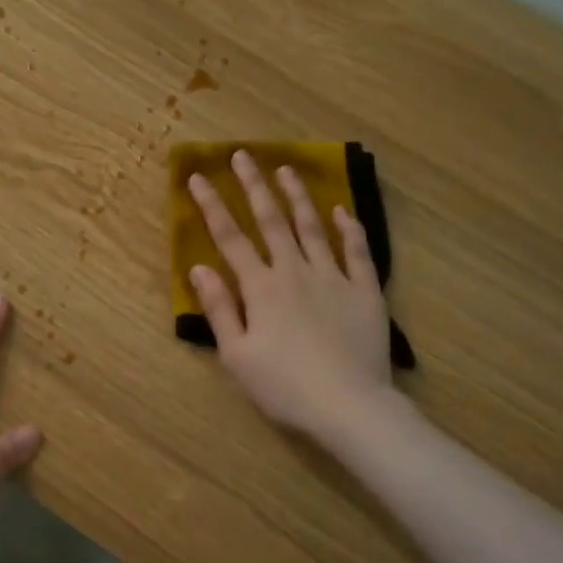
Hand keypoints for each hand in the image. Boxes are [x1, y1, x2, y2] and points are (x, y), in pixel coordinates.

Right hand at [187, 150, 394, 437]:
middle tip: (242, 155)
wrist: (349, 406)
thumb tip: (199, 267)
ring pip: (313, 227)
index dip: (211, 206)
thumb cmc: (285, 387)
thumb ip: (219, 309)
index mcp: (261, 288)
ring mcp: (334, 277)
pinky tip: (341, 210)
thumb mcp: (237, 356)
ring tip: (287, 170)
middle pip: (272, 221)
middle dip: (254, 186)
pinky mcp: (365, 291)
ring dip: (298, 197)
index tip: (197, 177)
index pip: (230, 238)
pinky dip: (349, 228)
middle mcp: (295, 271)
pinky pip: (357, 251)